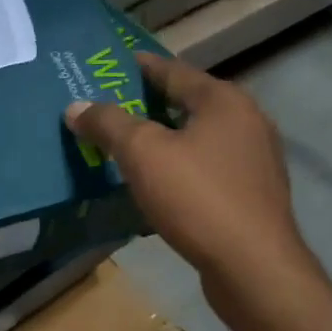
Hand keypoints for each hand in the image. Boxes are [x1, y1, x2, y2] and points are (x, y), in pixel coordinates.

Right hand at [65, 52, 314, 321]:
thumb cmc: (197, 198)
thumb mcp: (142, 154)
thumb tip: (76, 107)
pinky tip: (158, 183)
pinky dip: (180, 167)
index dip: (140, 66)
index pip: (174, 70)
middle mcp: (247, 121)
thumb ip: (108, 124)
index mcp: (224, 101)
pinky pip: (207, 168)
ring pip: (198, 138)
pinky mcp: (252, 194)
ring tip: (128, 146)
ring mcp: (255, 160)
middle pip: (188, 103)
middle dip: (149, 104)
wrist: (252, 265)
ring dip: (164, 138)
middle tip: (111, 108)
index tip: (113, 64)